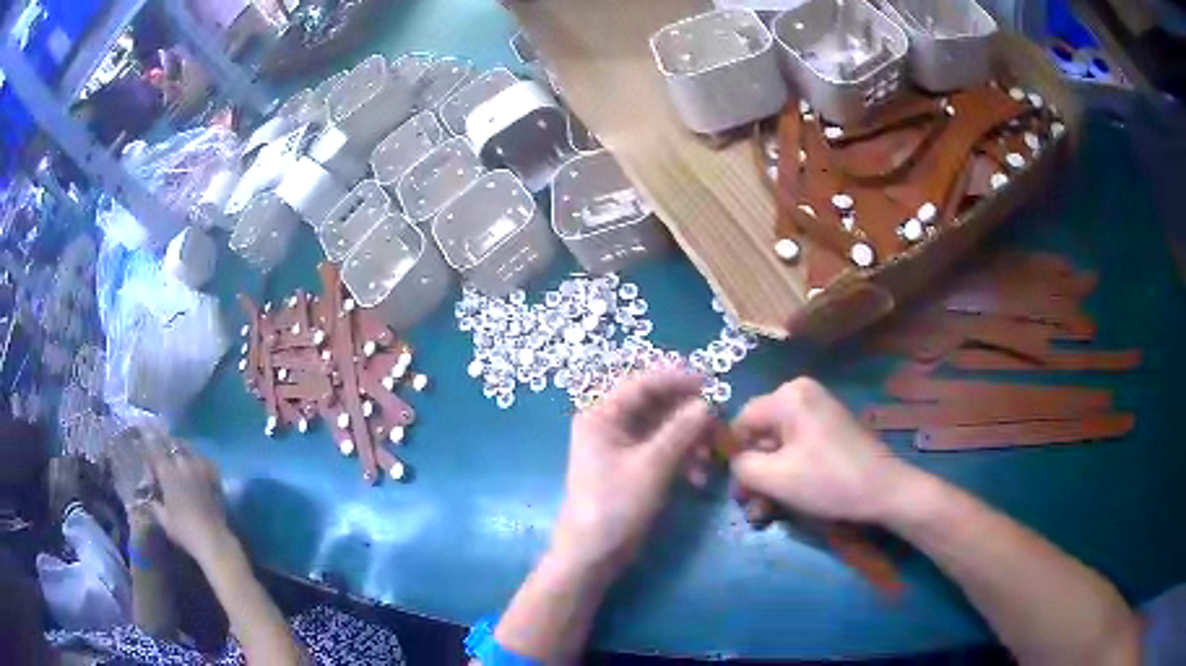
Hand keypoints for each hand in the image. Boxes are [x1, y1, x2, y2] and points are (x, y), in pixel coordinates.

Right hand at [142, 434, 231, 563]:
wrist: (213, 539)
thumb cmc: (185, 531)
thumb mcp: (163, 519)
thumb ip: (154, 503)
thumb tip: (148, 494)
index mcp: (168, 473)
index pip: (154, 449)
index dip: (147, 441)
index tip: (142, 435)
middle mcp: (183, 464)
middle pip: (170, 444)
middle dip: (162, 442)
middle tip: (158, 442)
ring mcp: (200, 468)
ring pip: (187, 447)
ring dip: (179, 445)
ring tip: (174, 448)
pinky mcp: (213, 476)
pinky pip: (202, 458)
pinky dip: (195, 456)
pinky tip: (193, 460)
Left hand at [552, 367, 714, 574]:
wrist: (594, 555)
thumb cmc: (615, 506)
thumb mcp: (651, 467)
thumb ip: (680, 431)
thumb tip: (707, 403)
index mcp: (602, 415)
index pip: (643, 383)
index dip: (677, 379)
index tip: (712, 383)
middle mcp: (610, 424)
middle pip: (655, 405)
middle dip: (688, 414)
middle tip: (719, 422)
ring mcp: (621, 447)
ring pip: (663, 429)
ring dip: (689, 439)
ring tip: (711, 456)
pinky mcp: (633, 468)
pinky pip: (662, 450)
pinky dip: (682, 459)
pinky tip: (698, 477)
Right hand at [731, 378, 912, 523]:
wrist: (884, 491)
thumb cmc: (828, 481)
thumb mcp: (775, 478)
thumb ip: (740, 466)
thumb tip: (731, 462)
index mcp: (788, 396)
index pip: (741, 422)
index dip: (731, 457)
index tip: (734, 490)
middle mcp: (802, 395)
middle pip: (760, 435)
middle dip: (753, 474)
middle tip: (750, 507)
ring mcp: (818, 412)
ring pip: (777, 447)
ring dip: (768, 480)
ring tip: (765, 513)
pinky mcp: (829, 430)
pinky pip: (796, 449)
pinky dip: (788, 473)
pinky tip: (784, 501)